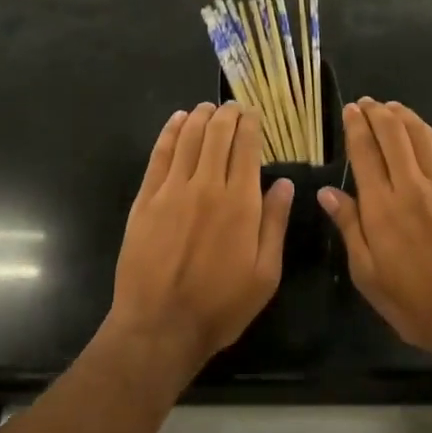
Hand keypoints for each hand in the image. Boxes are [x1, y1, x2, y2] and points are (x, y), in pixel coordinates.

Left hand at [108, 102, 294, 378]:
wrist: (160, 325)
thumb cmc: (220, 305)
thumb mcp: (265, 274)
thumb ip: (275, 223)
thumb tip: (285, 183)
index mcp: (240, 203)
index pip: (246, 147)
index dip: (251, 124)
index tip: (254, 113)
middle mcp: (207, 186)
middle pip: (217, 134)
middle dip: (227, 114)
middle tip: (233, 107)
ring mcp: (172, 190)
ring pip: (188, 138)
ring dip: (200, 117)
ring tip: (207, 108)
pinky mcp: (145, 200)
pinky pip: (159, 155)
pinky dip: (169, 133)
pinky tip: (177, 121)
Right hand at [318, 99, 431, 372]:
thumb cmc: (412, 302)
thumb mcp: (367, 273)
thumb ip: (349, 227)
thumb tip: (327, 192)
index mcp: (381, 207)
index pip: (365, 152)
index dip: (357, 127)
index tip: (351, 110)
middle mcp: (412, 187)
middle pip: (394, 135)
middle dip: (378, 114)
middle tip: (368, 103)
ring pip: (421, 138)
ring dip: (405, 117)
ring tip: (392, 107)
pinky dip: (431, 135)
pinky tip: (424, 131)